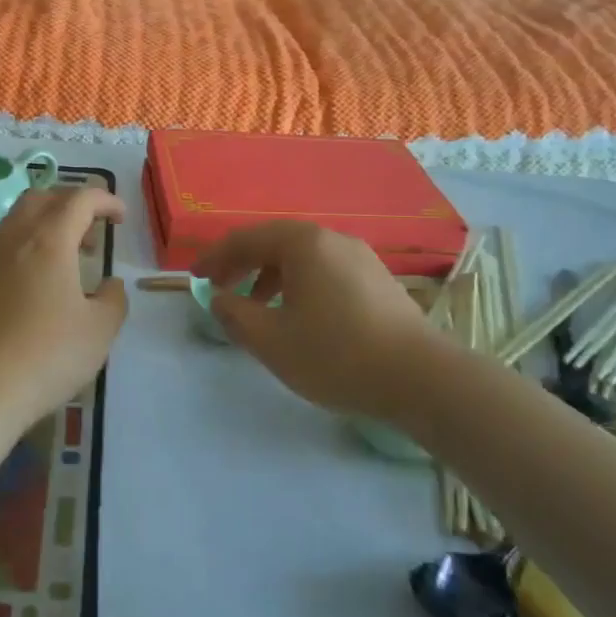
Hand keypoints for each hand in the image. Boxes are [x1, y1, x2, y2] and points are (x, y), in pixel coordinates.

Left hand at [0, 186, 127, 428]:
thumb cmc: (45, 355)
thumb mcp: (99, 331)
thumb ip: (112, 300)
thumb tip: (109, 285)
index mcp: (49, 239)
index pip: (80, 199)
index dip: (105, 200)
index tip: (121, 217)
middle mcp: (13, 238)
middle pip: (42, 198)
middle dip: (71, 204)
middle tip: (91, 231)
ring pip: (16, 221)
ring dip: (45, 226)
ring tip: (65, 261)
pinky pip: (1, 248)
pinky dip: (24, 250)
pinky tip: (34, 287)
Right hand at [193, 221, 462, 421]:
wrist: (421, 377)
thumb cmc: (336, 354)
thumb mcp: (271, 340)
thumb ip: (235, 315)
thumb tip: (217, 298)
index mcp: (302, 243)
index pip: (245, 239)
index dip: (215, 258)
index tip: (194, 278)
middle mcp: (331, 238)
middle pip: (274, 242)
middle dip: (242, 264)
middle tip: (220, 288)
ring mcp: (359, 256)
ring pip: (301, 257)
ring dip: (270, 276)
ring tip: (257, 307)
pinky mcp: (377, 278)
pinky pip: (324, 270)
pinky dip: (299, 284)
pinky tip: (299, 315)